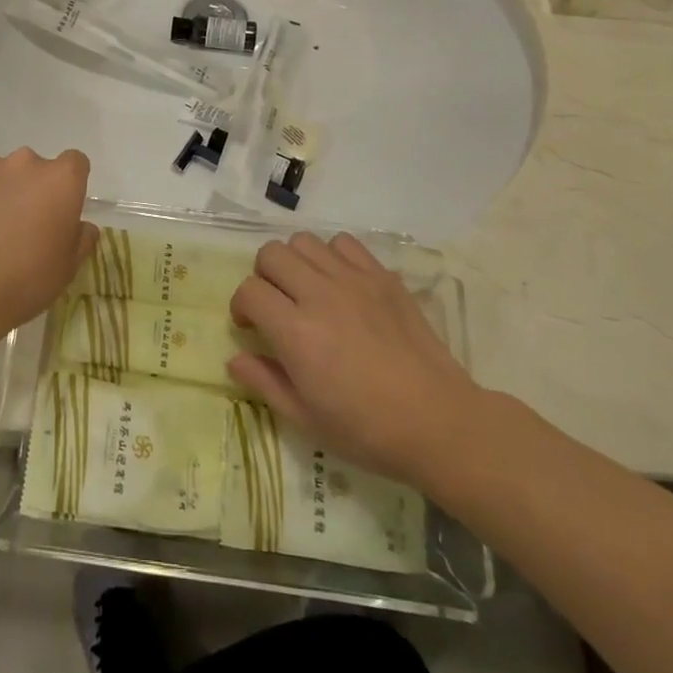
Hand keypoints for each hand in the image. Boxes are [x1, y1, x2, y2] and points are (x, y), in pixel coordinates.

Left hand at [0, 149, 96, 346]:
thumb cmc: (27, 278)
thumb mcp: (68, 267)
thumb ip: (81, 238)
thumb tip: (81, 226)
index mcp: (61, 179)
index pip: (75, 163)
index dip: (69, 185)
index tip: (61, 209)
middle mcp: (26, 162)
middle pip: (35, 168)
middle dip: (32, 189)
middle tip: (23, 225)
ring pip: (0, 174)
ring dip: (1, 193)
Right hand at [228, 232, 482, 489]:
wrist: (438, 422)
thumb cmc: (367, 430)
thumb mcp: (306, 418)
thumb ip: (264, 382)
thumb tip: (234, 359)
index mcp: (296, 332)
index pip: (249, 291)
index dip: (241, 307)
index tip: (251, 327)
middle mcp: (320, 294)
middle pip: (271, 254)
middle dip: (263, 277)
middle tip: (276, 305)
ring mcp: (354, 280)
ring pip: (304, 242)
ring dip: (295, 262)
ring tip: (306, 290)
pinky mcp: (382, 276)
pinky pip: (344, 243)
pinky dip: (332, 256)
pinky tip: (339, 283)